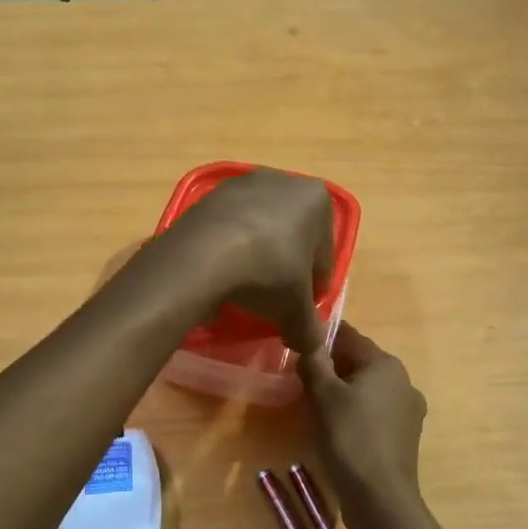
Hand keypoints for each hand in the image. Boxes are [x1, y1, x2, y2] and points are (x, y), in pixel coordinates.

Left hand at [164, 169, 332, 351]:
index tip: (301, 307)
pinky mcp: (210, 195)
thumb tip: (312, 347)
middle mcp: (284, 181)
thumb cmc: (267, 272)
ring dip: (259, 255)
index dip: (315, 285)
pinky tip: (223, 272)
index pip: (324, 254)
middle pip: (294, 235)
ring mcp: (244, 183)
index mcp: (317, 200)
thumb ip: (308, 328)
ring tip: (246, 287)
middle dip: (287, 265)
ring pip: (262, 228)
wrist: (202, 255)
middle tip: (275, 298)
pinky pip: (230, 227)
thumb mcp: (295, 308)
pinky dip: (231, 247)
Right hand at [299, 323, 426, 518]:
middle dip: (332, 369)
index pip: (350, 337)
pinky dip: (356, 413)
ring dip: (343, 393)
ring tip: (316, 408)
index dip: (322, 340)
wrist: (380, 498)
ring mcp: (409, 411)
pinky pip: (375, 413)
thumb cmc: (350, 439)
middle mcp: (404, 382)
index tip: (298, 351)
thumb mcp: (323, 396)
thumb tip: (308, 339)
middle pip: (360, 363)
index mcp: (386, 365)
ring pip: (368, 390)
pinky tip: (338, 430)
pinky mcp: (406, 436)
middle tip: (302, 383)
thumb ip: (314, 362)